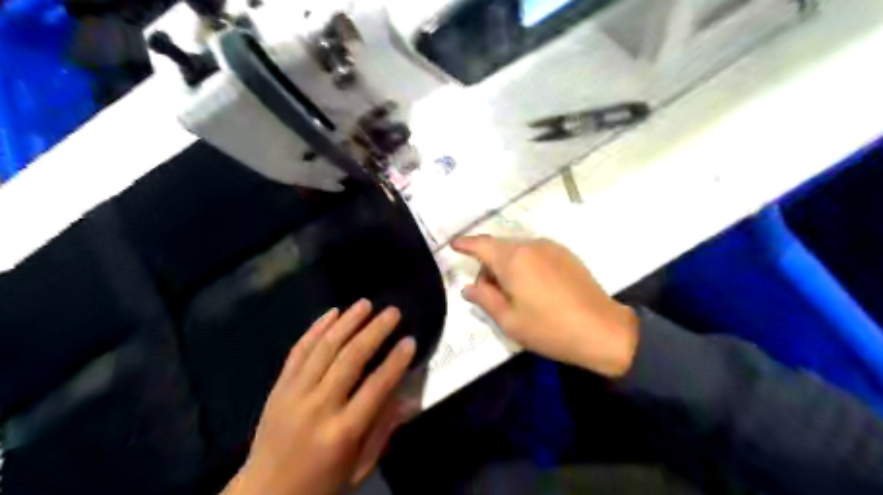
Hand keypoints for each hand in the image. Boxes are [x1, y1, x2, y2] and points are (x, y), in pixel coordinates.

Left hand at [227, 300, 418, 494]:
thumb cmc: (321, 483)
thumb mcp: (360, 466)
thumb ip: (384, 428)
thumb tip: (409, 396)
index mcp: (342, 432)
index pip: (376, 387)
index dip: (396, 361)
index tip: (410, 340)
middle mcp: (318, 407)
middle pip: (350, 359)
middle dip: (374, 331)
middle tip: (393, 312)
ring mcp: (293, 394)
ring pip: (324, 348)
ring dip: (347, 322)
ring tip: (365, 304)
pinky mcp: (278, 387)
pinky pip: (298, 351)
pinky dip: (315, 329)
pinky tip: (332, 313)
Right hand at [451, 234, 638, 376]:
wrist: (602, 330)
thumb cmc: (549, 329)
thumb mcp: (508, 320)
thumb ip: (484, 298)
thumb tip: (468, 287)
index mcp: (513, 259)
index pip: (481, 245)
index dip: (465, 244)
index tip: (454, 245)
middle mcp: (531, 245)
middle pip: (499, 248)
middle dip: (488, 265)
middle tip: (489, 294)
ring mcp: (551, 247)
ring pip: (517, 250)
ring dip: (507, 265)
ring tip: (514, 294)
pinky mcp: (565, 254)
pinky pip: (534, 253)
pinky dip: (524, 264)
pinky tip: (534, 288)